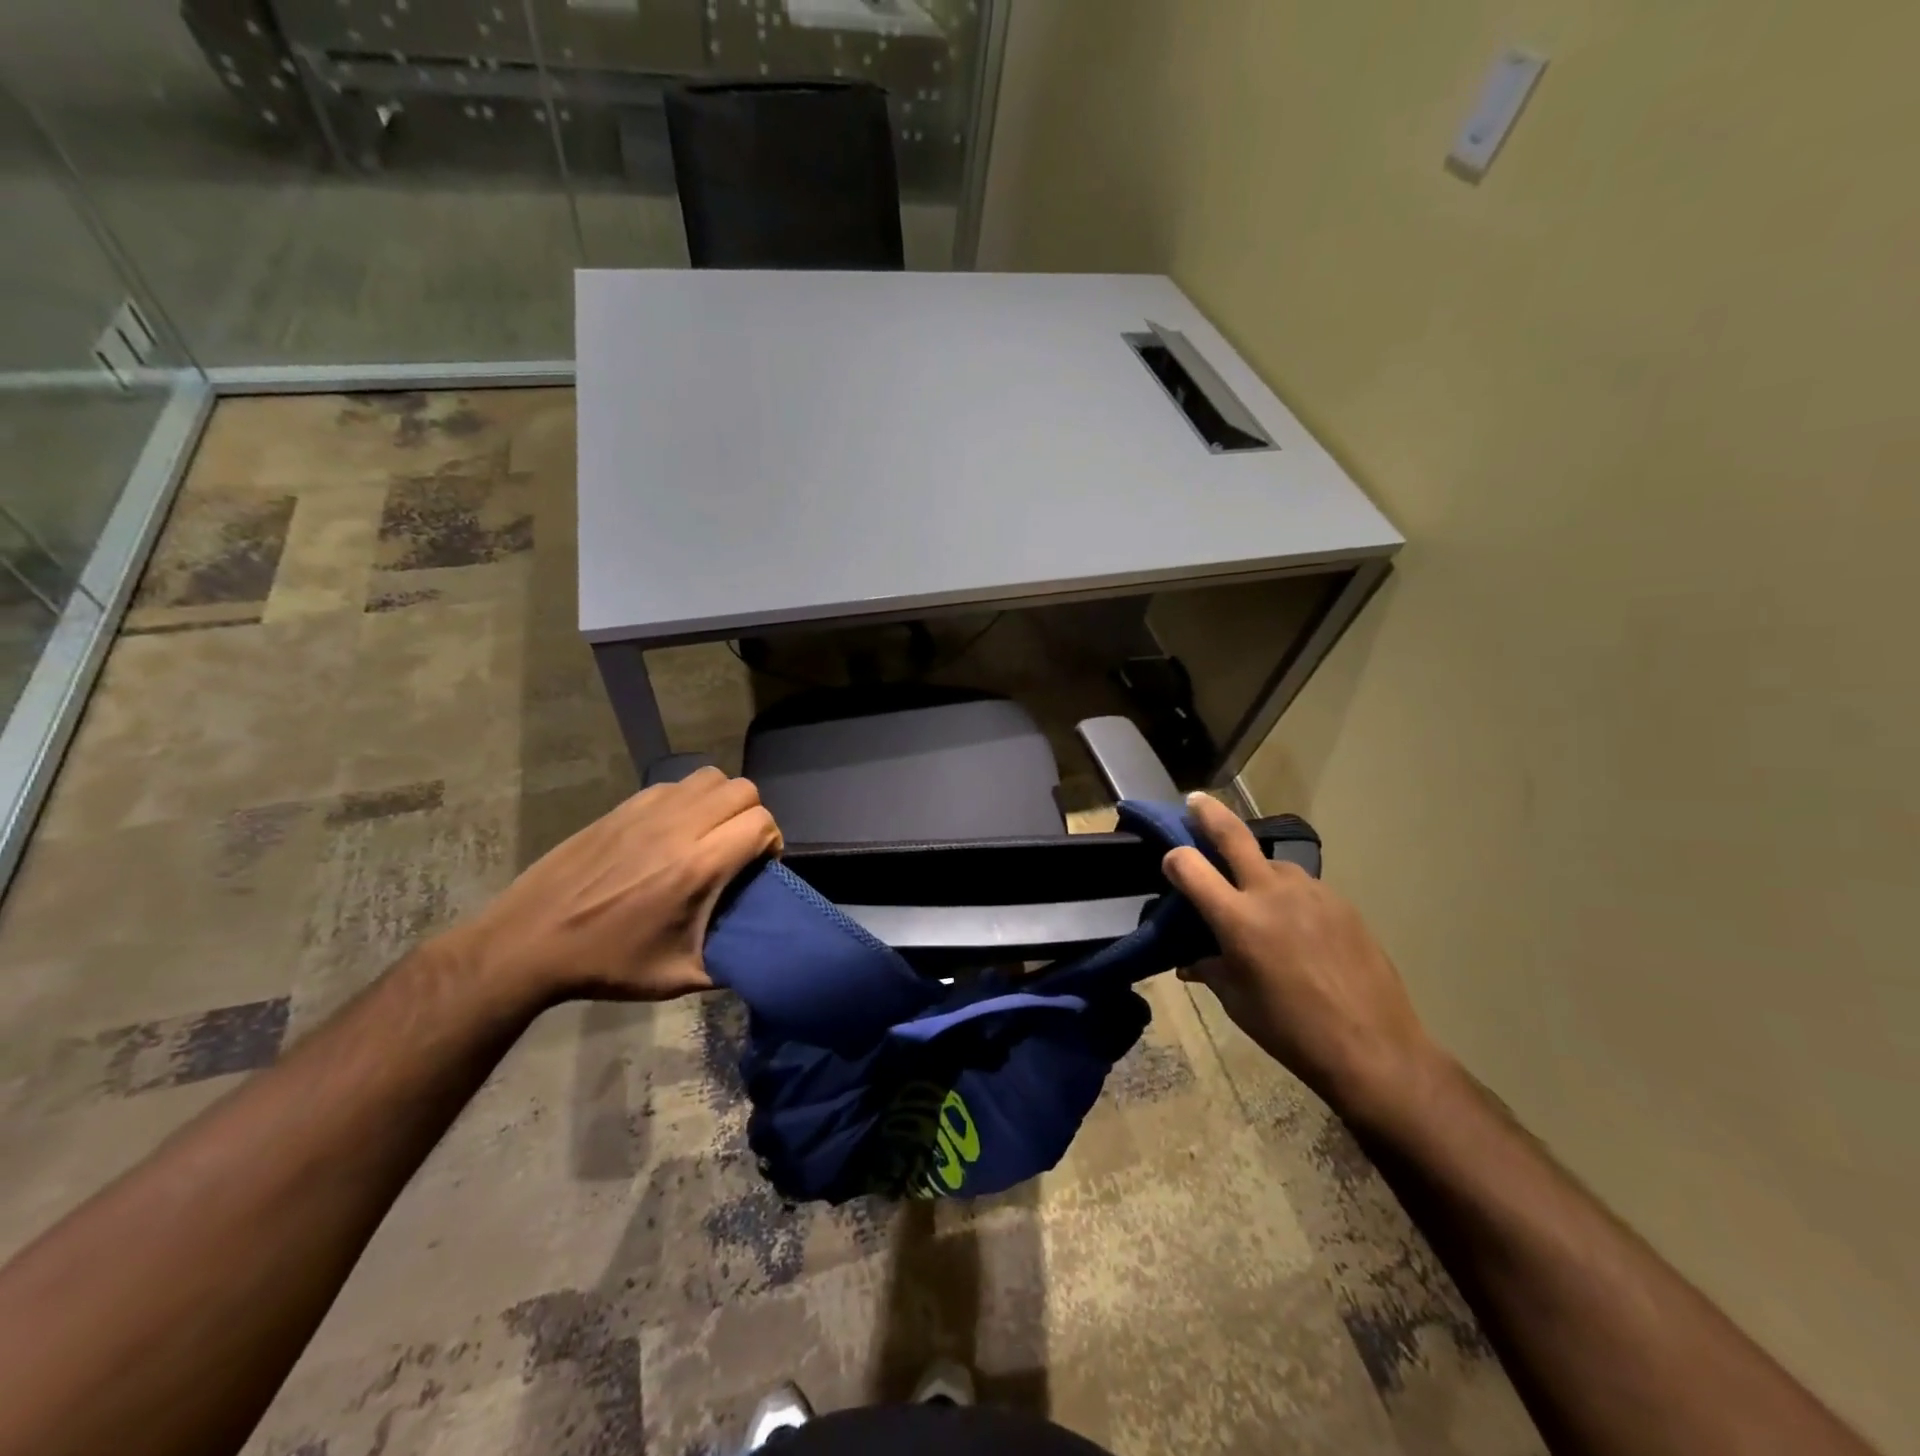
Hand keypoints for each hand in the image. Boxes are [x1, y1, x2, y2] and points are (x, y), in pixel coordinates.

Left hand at [445, 768, 781, 1003]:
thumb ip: (731, 962)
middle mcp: (679, 827)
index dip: (771, 842)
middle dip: (752, 816)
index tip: (759, 868)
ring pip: (710, 777)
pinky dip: (688, 800)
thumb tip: (760, 954)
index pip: (761, 822)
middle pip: (743, 790)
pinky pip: (675, 784)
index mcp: (697, 866)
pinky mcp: (622, 806)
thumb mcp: (678, 977)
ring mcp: (647, 810)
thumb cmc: (607, 963)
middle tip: (738, 849)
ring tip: (709, 833)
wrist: (529, 943)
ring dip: (722, 801)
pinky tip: (672, 831)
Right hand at [1163, 793, 1446, 1128]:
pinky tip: (1297, 927)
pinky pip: (1303, 887)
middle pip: (1233, 834)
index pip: (1189, 866)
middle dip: (1208, 813)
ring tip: (1257, 898)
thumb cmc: (1291, 1031)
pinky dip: (1288, 895)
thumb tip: (1191, 960)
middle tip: (1195, 801)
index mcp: (1237, 919)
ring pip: (1272, 864)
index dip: (1173, 859)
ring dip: (1256, 869)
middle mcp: (1271, 893)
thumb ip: (1209, 968)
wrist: (1374, 1048)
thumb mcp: (1236, 1001)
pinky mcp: (1341, 902)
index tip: (1171, 863)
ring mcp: (1311, 892)